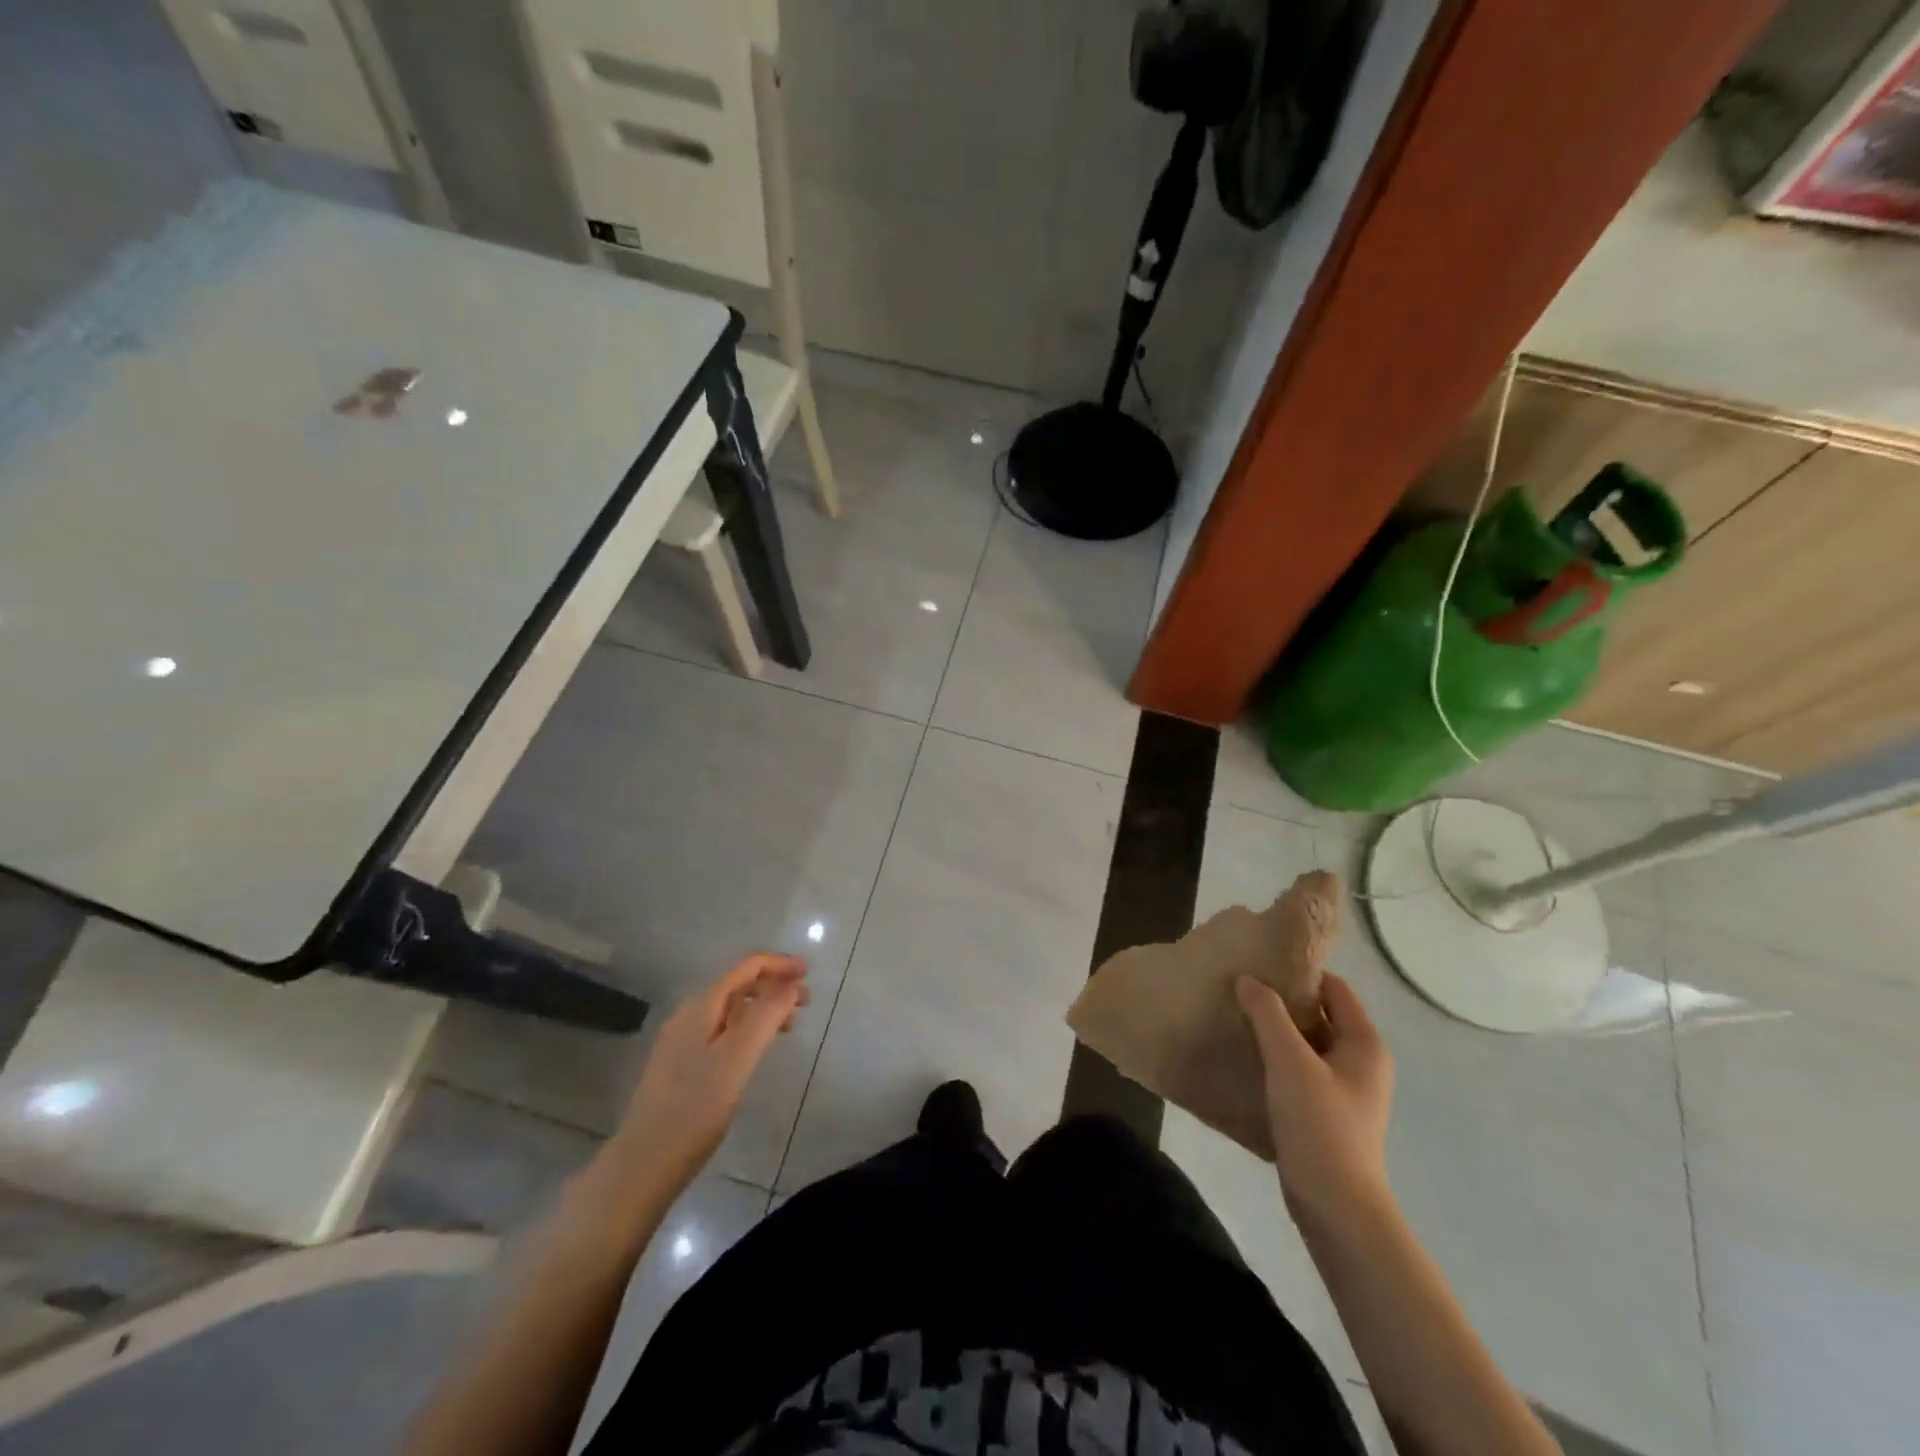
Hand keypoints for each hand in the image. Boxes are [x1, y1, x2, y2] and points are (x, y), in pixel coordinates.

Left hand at [607, 954, 809, 1196]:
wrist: (642, 1164)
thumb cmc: (695, 1110)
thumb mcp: (737, 1059)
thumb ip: (765, 1016)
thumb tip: (791, 984)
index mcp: (701, 1007)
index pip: (746, 968)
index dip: (779, 964)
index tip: (809, 972)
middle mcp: (689, 1015)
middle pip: (738, 986)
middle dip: (774, 986)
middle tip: (806, 1004)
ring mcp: (681, 1041)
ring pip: (730, 1010)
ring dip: (762, 1008)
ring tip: (788, 1027)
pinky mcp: (679, 1065)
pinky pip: (721, 1031)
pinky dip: (747, 1029)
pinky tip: (755, 1051)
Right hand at [1236, 972, 1393, 1225]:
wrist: (1337, 1207)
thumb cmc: (1320, 1125)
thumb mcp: (1290, 1062)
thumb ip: (1267, 1015)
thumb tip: (1247, 979)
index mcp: (1365, 1044)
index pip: (1335, 988)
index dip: (1301, 973)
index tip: (1260, 965)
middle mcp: (1362, 1062)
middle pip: (1321, 1015)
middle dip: (1283, 1002)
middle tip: (1242, 989)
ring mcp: (1347, 1091)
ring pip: (1309, 1044)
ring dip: (1278, 1032)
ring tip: (1238, 1019)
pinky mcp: (1329, 1113)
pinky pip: (1302, 1071)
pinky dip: (1279, 1060)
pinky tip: (1248, 1059)